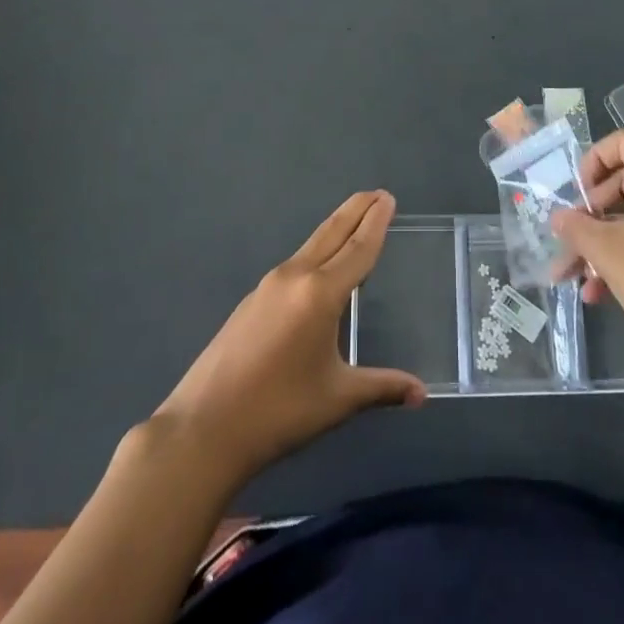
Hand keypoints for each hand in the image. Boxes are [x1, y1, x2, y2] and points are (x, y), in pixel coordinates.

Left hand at [152, 190, 425, 485]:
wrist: (202, 429)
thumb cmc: (278, 412)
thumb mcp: (337, 399)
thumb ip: (381, 388)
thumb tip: (421, 394)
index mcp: (320, 294)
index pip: (357, 249)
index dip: (376, 223)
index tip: (387, 198)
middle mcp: (294, 278)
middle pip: (331, 233)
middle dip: (356, 211)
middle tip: (377, 194)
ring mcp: (267, 287)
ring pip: (310, 247)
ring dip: (335, 231)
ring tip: (353, 225)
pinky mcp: (250, 302)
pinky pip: (293, 266)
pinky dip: (315, 255)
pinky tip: (318, 272)